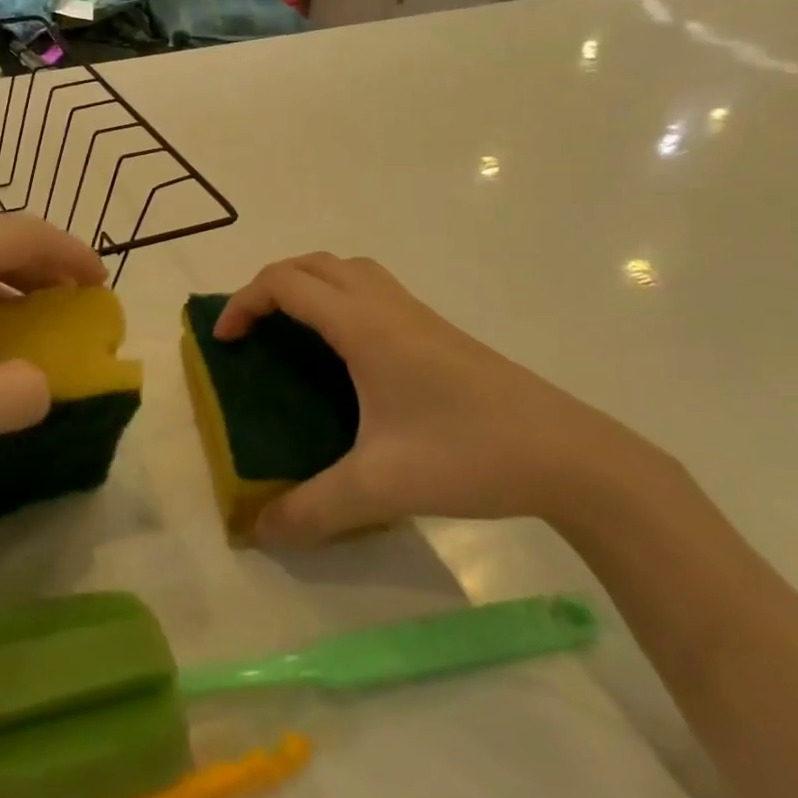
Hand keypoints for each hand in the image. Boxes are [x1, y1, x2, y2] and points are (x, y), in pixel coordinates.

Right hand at [214, 254, 646, 545]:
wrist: (572, 456)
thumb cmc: (469, 455)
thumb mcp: (380, 487)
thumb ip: (313, 509)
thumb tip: (260, 533)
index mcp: (365, 327)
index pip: (286, 283)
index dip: (244, 302)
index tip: (225, 341)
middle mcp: (387, 307)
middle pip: (313, 264)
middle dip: (270, 286)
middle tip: (252, 331)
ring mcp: (418, 316)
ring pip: (348, 271)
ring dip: (309, 285)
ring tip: (291, 331)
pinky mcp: (439, 333)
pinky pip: (374, 291)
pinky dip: (341, 299)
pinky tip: (347, 354)